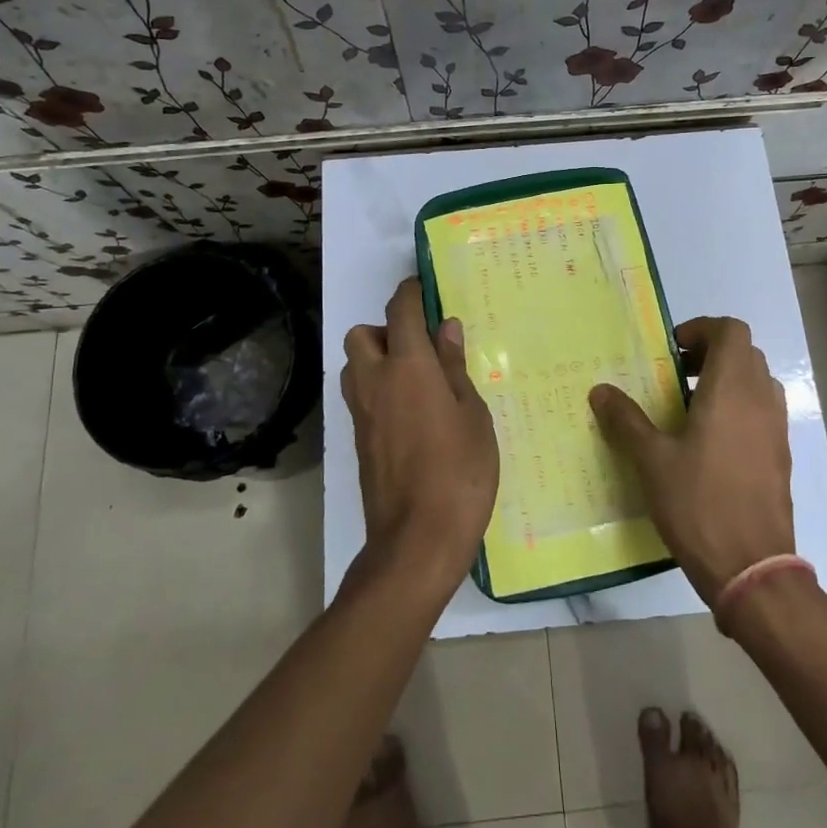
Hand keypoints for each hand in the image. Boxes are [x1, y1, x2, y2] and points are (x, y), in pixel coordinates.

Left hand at [341, 278, 499, 593]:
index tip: (425, 288)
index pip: (400, 311)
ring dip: (375, 359)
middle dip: (385, 329)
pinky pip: (360, 397)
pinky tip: (410, 414)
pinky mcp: (358, 441)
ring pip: (354, 366)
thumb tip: (445, 328)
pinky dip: (377, 390)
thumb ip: (454, 367)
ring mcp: (361, 413)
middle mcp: (375, 382)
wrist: (417, 539)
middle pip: (362, 334)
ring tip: (415, 381)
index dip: (411, 292)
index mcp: (408, 367)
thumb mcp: (472, 414)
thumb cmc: (459, 471)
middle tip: (419, 347)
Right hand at [589, 316, 794, 605]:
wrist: (752, 569)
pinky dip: (738, 408)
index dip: (702, 329)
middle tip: (676, 375)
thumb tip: (600, 390)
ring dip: (726, 380)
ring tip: (690, 407)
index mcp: (731, 390)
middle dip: (710, 353)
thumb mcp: (652, 461)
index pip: (731, 331)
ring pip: (757, 382)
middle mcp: (761, 400)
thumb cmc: (699, 504)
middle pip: (745, 353)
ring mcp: (776, 429)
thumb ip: (626, 420)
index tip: (672, 351)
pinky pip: (762, 412)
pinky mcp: (780, 456)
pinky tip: (708, 442)